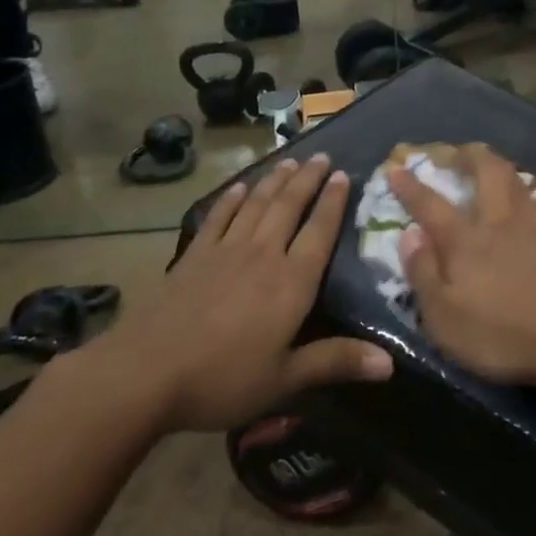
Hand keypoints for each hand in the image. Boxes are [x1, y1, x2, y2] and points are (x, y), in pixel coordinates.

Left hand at [88, 155, 391, 432]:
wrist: (144, 374)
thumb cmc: (222, 379)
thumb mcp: (285, 378)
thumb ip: (336, 362)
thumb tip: (390, 363)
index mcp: (291, 282)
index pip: (319, 232)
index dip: (333, 202)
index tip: (343, 175)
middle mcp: (263, 255)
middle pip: (289, 207)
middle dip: (307, 180)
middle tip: (322, 156)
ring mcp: (225, 251)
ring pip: (256, 205)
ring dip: (275, 181)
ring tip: (290, 161)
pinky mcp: (193, 257)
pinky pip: (218, 218)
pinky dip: (230, 200)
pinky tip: (238, 187)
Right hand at [388, 144, 535, 385]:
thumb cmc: (501, 335)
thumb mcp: (444, 318)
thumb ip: (423, 273)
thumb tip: (409, 235)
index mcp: (465, 241)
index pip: (431, 205)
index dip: (411, 186)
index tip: (396, 169)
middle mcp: (500, 223)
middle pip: (487, 172)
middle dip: (469, 155)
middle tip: (457, 151)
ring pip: (519, 182)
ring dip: (503, 169)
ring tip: (494, 167)